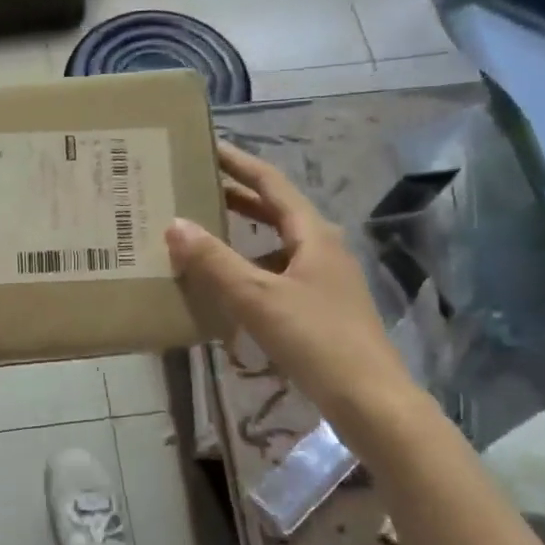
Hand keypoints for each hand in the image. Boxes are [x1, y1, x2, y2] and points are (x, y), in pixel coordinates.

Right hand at [165, 141, 416, 422]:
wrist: (370, 398)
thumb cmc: (315, 339)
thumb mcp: (257, 297)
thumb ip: (215, 261)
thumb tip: (174, 224)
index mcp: (313, 234)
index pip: (271, 183)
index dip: (239, 163)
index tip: (208, 146)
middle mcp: (322, 248)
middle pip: (276, 211)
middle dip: (237, 196)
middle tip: (196, 186)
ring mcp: (325, 278)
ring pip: (277, 243)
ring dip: (243, 234)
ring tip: (204, 233)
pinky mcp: (321, 306)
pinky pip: (279, 273)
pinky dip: (251, 268)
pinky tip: (230, 286)